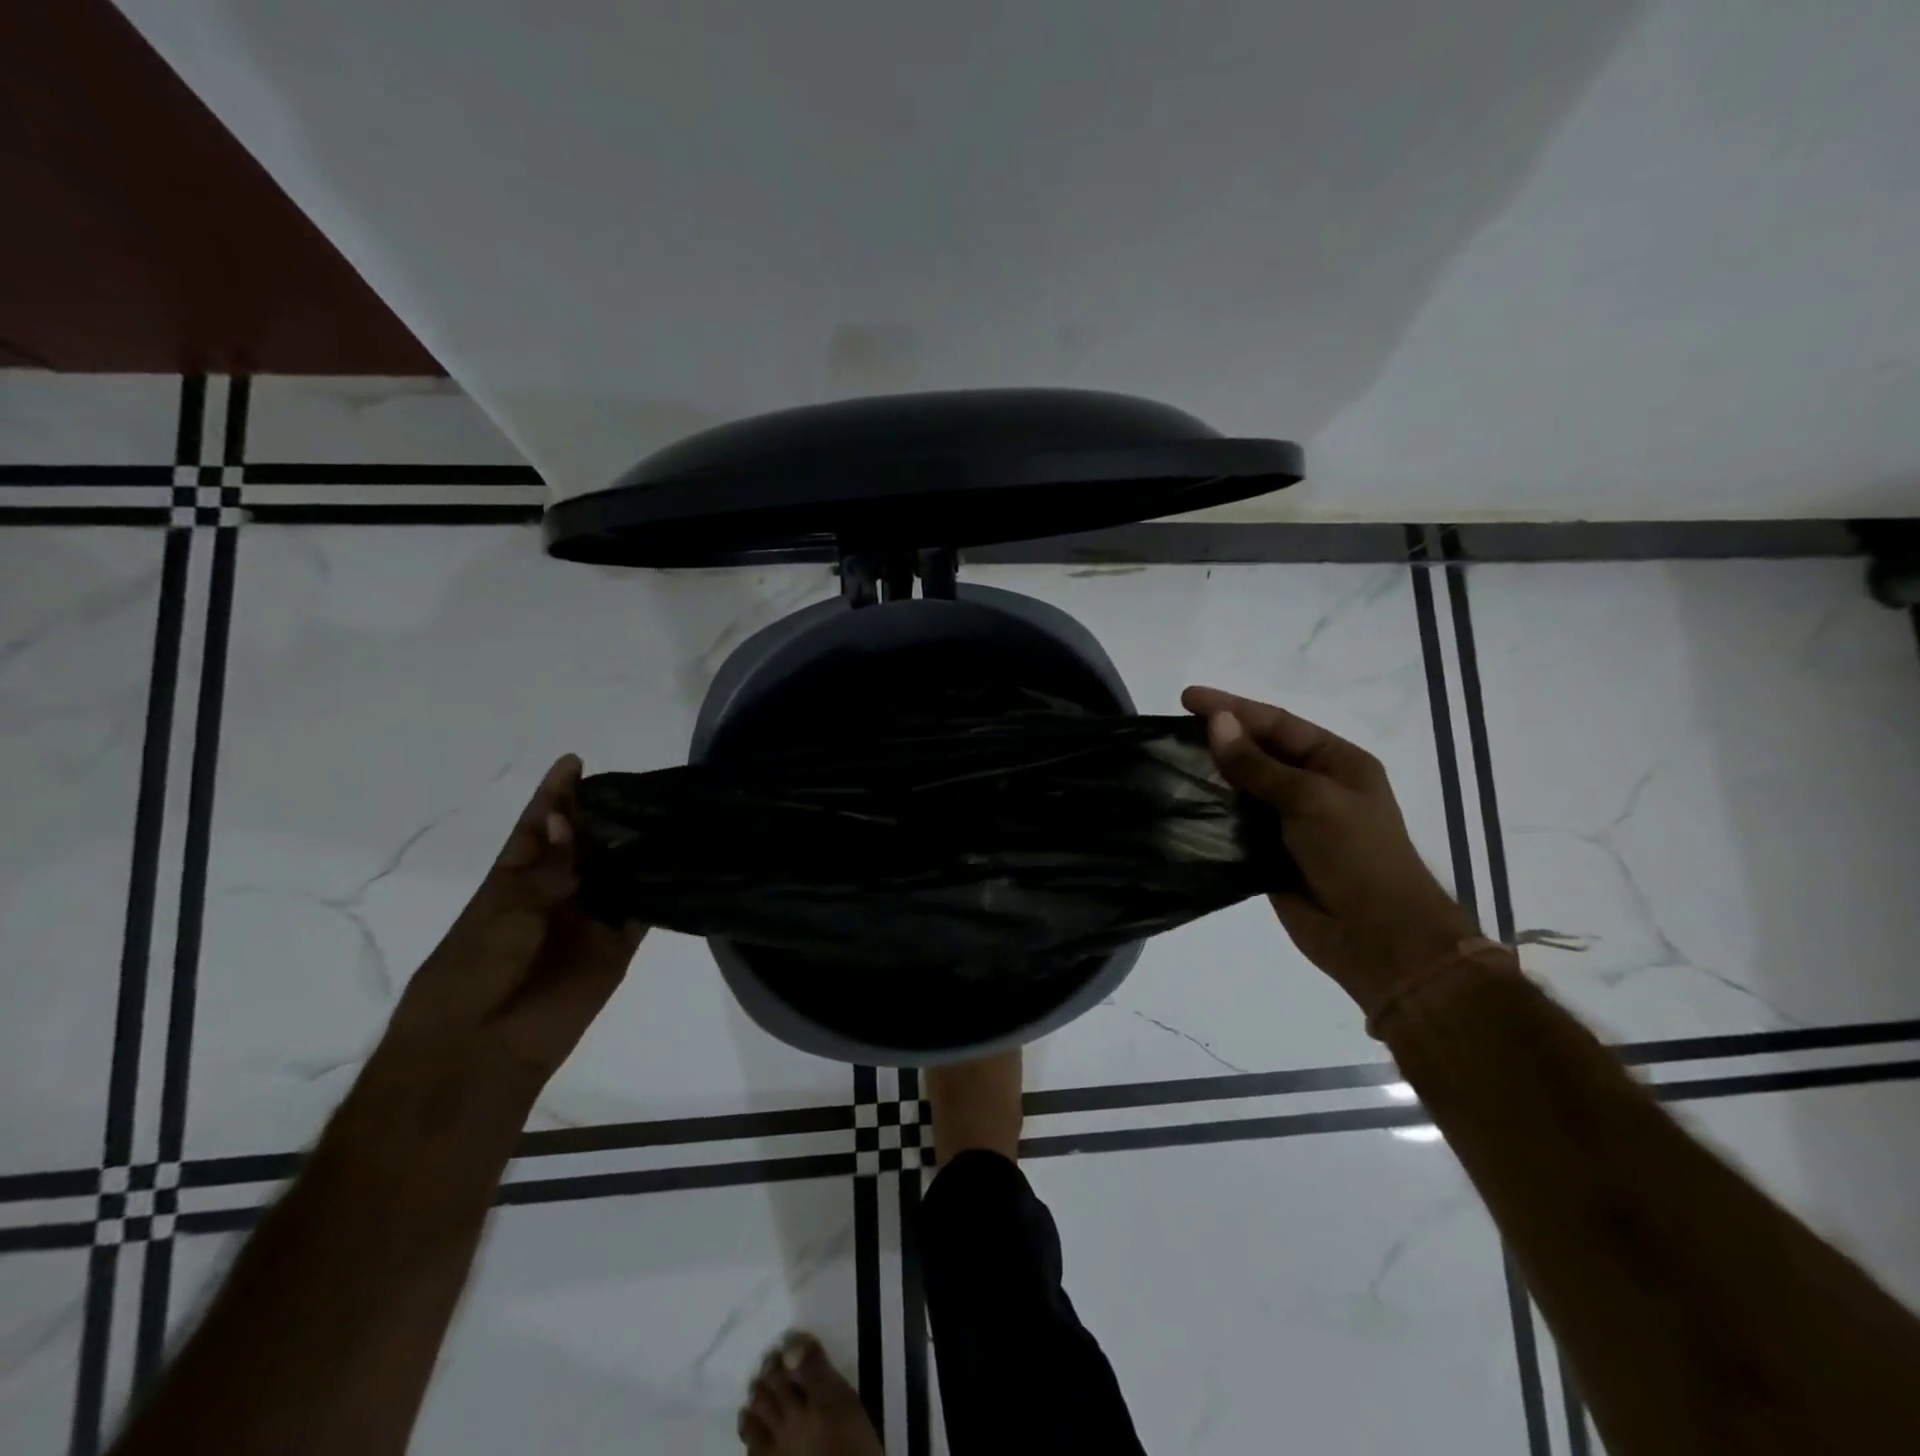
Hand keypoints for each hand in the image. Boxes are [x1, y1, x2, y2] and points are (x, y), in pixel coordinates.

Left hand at [376, 754, 644, 1102]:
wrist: (482, 1047)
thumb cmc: (473, 972)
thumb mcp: (502, 910)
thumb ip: (543, 868)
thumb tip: (566, 821)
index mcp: (514, 881)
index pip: (537, 827)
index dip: (554, 796)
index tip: (574, 761)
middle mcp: (556, 892)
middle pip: (584, 844)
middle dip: (603, 815)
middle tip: (636, 785)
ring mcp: (589, 917)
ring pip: (617, 871)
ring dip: (635, 847)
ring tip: (665, 811)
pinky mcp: (618, 943)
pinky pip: (642, 909)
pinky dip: (659, 887)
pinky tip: (680, 858)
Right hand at [1182, 686, 1475, 1013]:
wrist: (1377, 936)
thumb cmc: (1355, 854)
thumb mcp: (1310, 798)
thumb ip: (1258, 763)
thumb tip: (1217, 723)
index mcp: (1336, 762)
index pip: (1277, 723)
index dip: (1233, 707)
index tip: (1188, 699)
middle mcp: (1313, 786)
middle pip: (1259, 751)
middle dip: (1220, 738)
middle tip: (1172, 729)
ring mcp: (1291, 822)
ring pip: (1243, 788)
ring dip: (1212, 776)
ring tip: (1169, 762)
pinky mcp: (1270, 854)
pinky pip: (1235, 825)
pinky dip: (1211, 814)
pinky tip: (1181, 805)